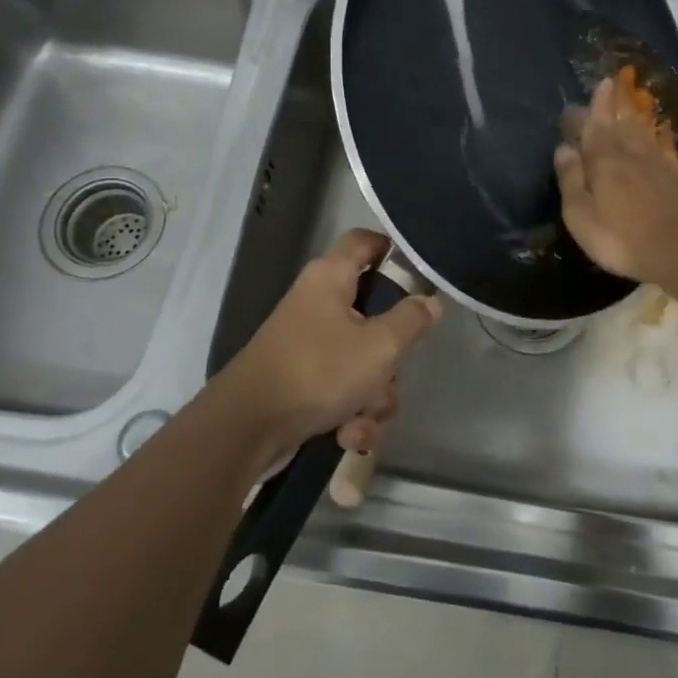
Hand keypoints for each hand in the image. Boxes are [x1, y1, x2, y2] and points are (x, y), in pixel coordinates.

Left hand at [214, 229, 441, 469]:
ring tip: (361, 417)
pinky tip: (347, 436)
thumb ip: (412, 320)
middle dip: (392, 357)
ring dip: (374, 397)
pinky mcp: (305, 382)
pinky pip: (345, 392)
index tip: (423, 276)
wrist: (246, 430)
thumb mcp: (379, 346)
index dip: (395, 249)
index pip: (366, 241)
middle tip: (391, 370)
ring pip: (366, 362)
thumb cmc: (318, 372)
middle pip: (376, 315)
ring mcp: (310, 345)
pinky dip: (352, 415)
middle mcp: (319, 304)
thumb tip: (430, 301)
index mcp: (331, 278)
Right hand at [555, 75, 677, 283]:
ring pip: (642, 131)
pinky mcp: (676, 178)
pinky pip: (664, 148)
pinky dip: (659, 136)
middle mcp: (630, 154)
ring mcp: (657, 165)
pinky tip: (660, 131)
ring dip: (634, 114)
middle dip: (612, 104)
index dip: (592, 109)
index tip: (592, 87)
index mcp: (603, 162)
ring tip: (629, 100)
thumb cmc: (622, 238)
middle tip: (609, 84)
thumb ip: (571, 180)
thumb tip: (563, 148)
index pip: (594, 127)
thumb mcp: (581, 216)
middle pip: (619, 123)